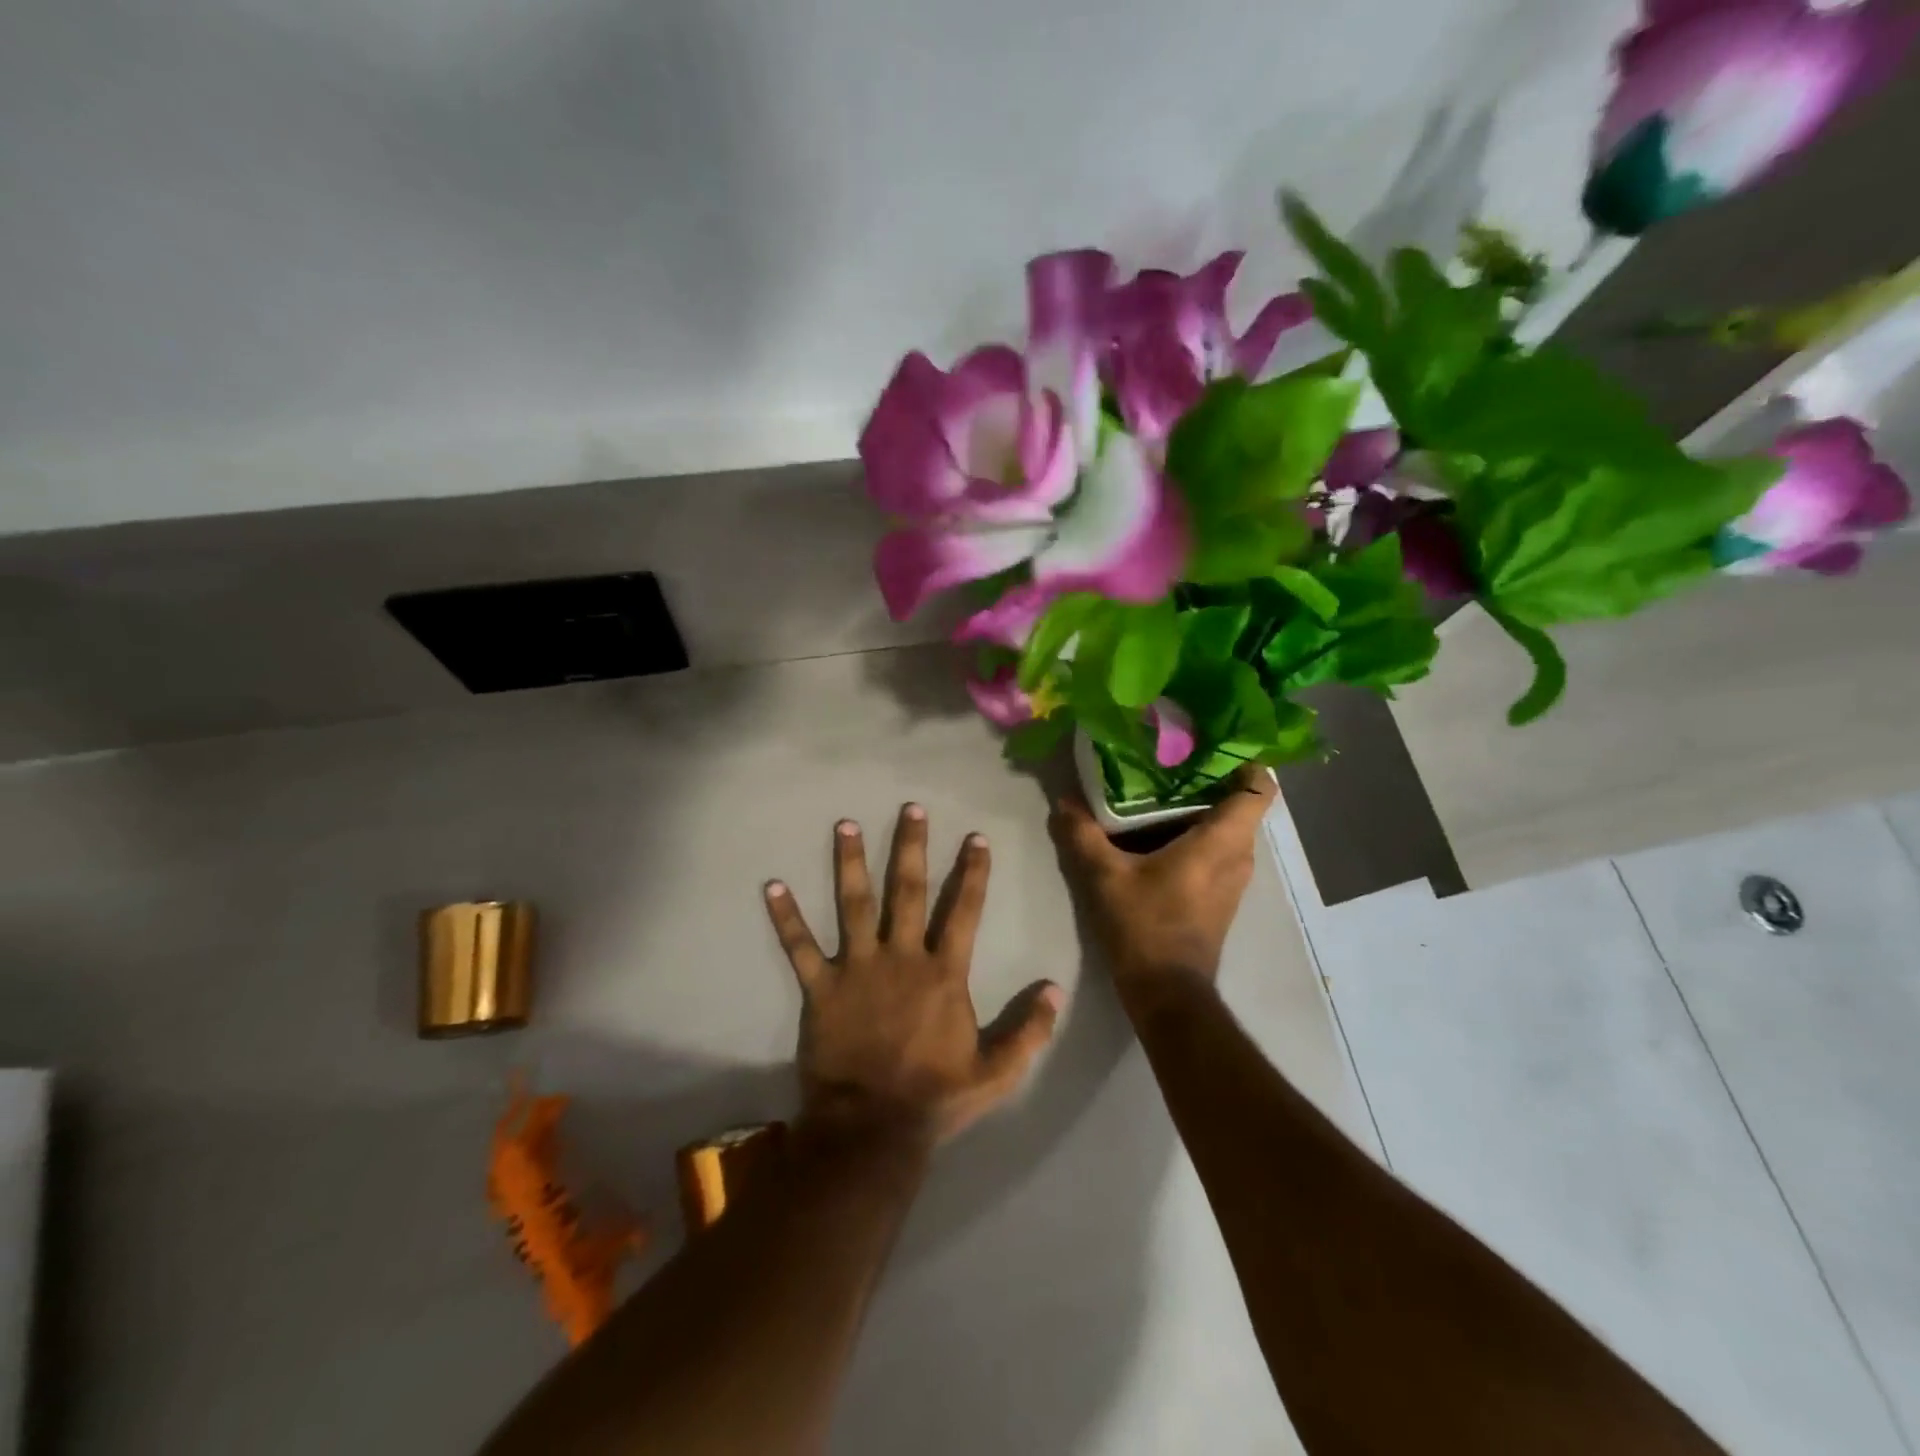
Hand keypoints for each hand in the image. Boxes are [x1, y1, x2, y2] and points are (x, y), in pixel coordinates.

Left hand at [763, 804, 1064, 1146]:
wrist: (871, 1130)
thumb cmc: (934, 1098)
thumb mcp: (996, 1072)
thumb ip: (1029, 1030)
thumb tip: (1056, 989)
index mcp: (943, 974)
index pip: (964, 911)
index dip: (972, 873)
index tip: (975, 838)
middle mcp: (901, 957)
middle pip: (907, 891)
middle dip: (910, 847)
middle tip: (909, 808)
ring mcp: (857, 968)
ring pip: (853, 904)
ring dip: (848, 862)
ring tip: (844, 824)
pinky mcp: (821, 987)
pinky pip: (800, 947)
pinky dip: (786, 917)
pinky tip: (772, 886)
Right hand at [1049, 765, 1277, 1011]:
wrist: (1167, 994)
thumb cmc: (1144, 928)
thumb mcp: (1104, 877)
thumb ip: (1083, 834)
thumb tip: (1064, 801)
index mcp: (1221, 841)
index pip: (1259, 787)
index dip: (1244, 758)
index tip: (1212, 741)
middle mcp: (1239, 855)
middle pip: (1240, 802)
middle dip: (1211, 777)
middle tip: (1170, 757)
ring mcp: (1235, 878)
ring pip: (1229, 827)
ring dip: (1202, 807)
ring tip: (1160, 787)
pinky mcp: (1222, 895)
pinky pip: (1219, 849)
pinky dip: (1197, 833)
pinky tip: (1159, 830)